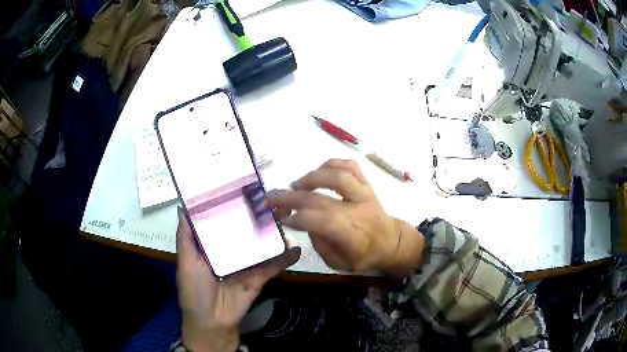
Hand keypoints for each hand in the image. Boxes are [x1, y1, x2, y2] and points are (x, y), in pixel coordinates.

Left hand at [176, 210, 299, 351]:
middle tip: (272, 200)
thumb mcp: (186, 261)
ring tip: (287, 216)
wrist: (212, 322)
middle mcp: (230, 251)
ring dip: (273, 233)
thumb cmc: (194, 289)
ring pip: (261, 245)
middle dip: (257, 216)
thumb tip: (183, 205)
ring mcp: (246, 264)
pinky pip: (272, 266)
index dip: (231, 205)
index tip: (242, 186)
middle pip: (245, 230)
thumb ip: (186, 236)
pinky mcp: (258, 277)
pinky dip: (284, 258)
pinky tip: (296, 248)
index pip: (222, 220)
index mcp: (212, 245)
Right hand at [267, 159, 423, 276]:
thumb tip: (304, 222)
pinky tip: (319, 170)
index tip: (282, 219)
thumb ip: (321, 245)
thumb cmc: (364, 256)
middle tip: (272, 199)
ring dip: (311, 178)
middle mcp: (359, 212)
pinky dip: (333, 163)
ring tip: (295, 184)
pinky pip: (351, 166)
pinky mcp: (367, 184)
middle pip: (322, 199)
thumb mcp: (340, 264)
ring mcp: (365, 194)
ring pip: (338, 176)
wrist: (393, 241)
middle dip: (292, 198)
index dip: (299, 218)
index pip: (323, 222)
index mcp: (355, 238)